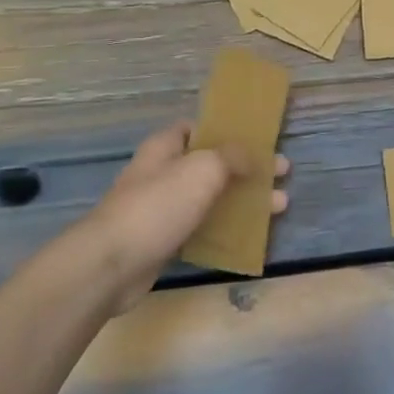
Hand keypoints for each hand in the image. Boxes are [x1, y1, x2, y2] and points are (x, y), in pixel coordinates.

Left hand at [21, 121, 288, 314]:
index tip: (258, 139)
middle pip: (212, 165)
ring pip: (211, 198)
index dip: (227, 131)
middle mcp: (162, 173)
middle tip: (281, 174)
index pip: (197, 128)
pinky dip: (227, 227)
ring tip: (280, 206)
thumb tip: (251, 155)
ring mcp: (162, 208)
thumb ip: (231, 156)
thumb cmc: (158, 206)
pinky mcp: (165, 240)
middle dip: (247, 169)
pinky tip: (251, 234)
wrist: (112, 264)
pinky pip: (204, 227)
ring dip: (244, 200)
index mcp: (165, 148)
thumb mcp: (202, 169)